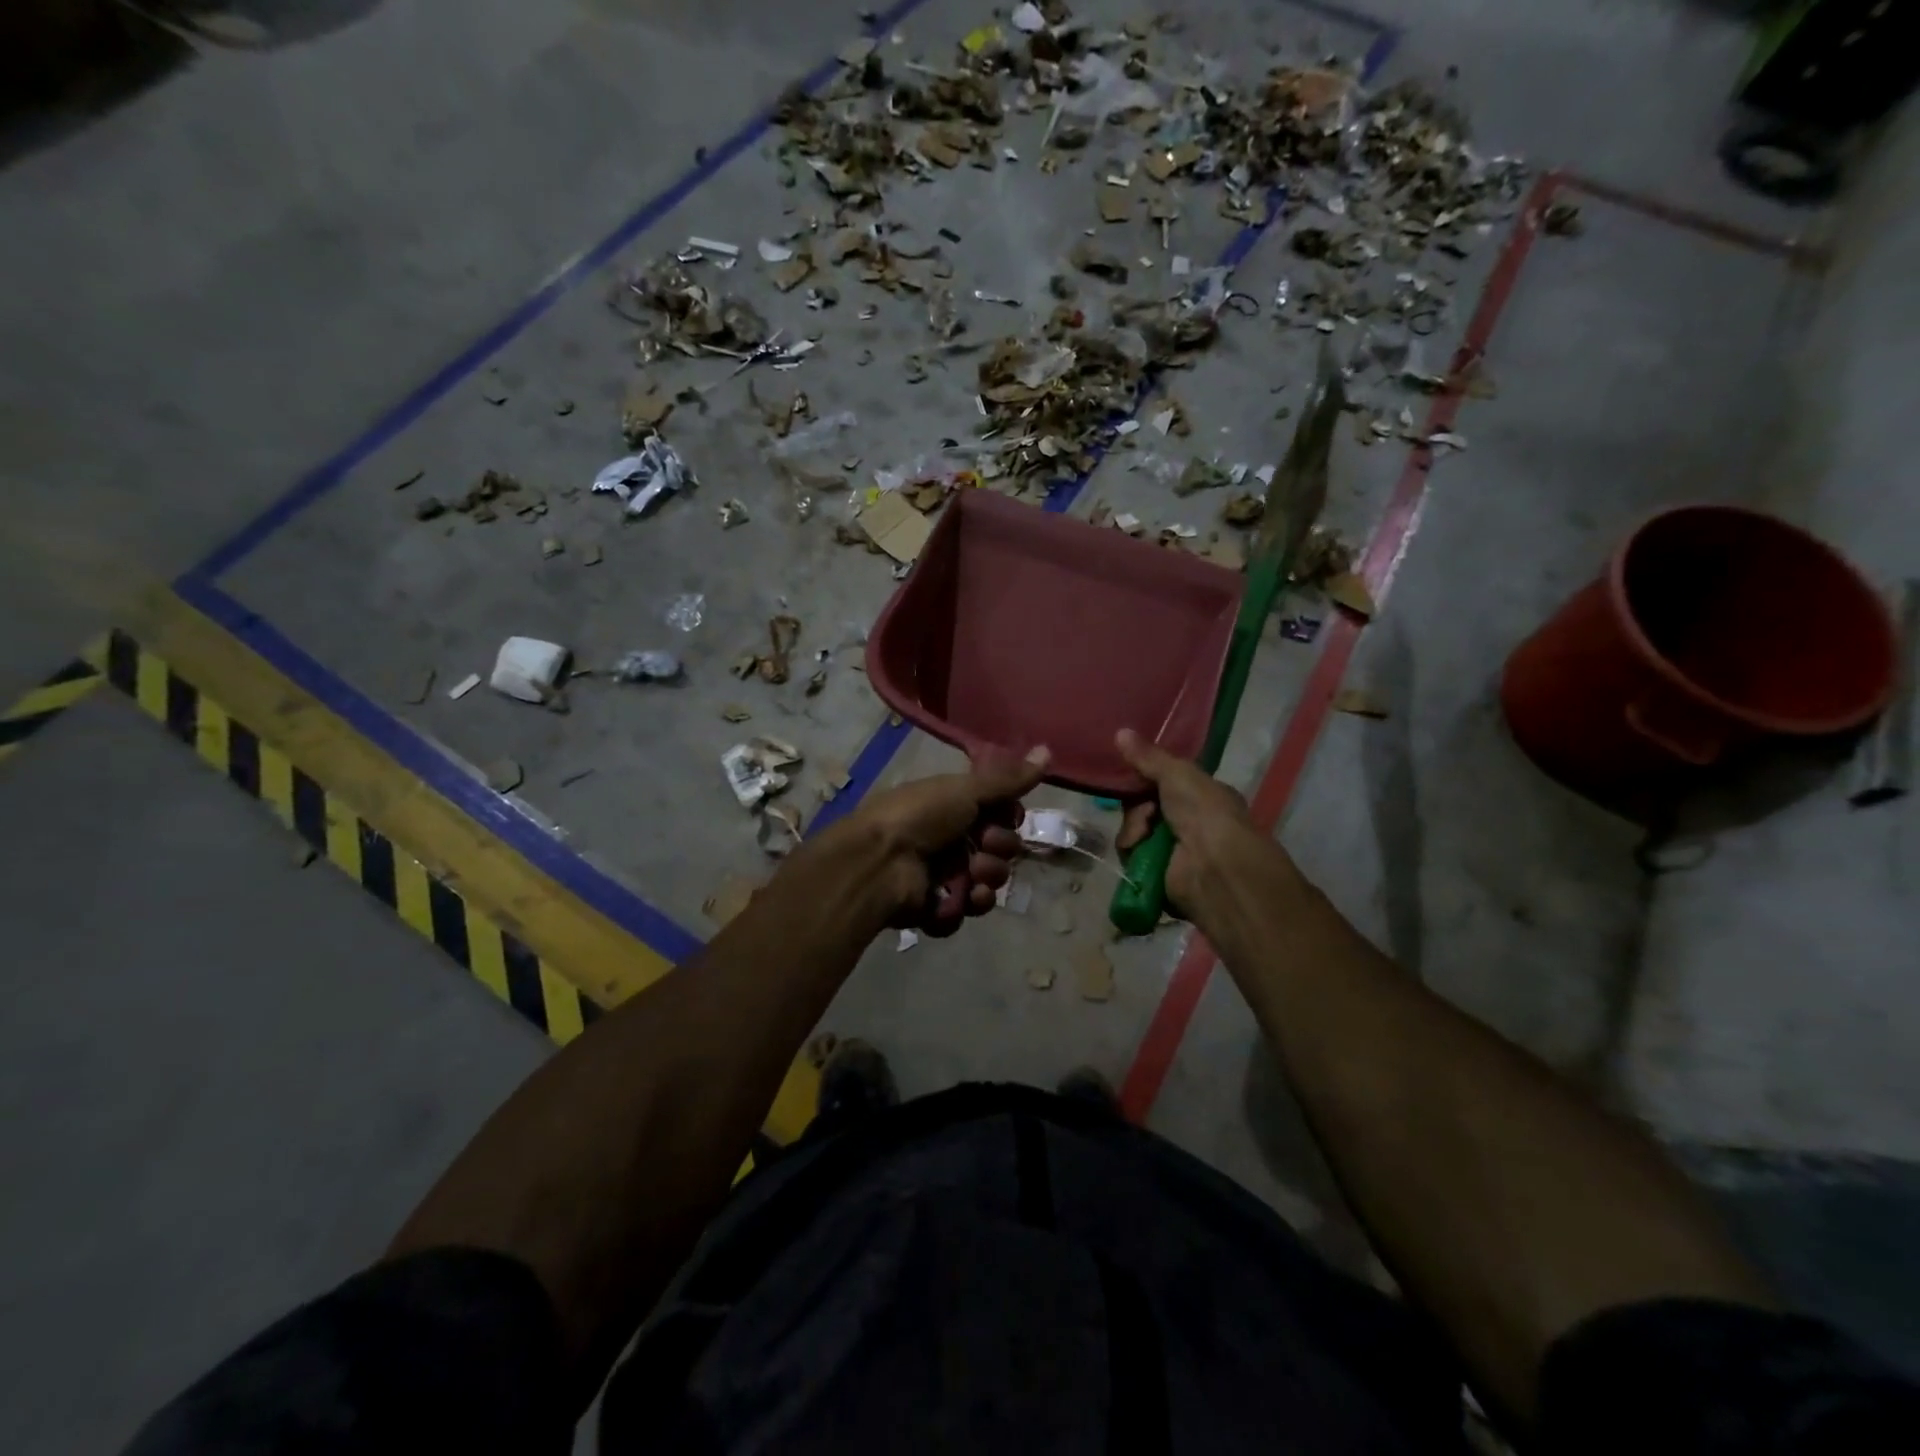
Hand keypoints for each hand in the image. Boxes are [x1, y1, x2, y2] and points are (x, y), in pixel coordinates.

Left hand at [846, 746, 1049, 934]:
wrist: (878, 861)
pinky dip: (964, 905)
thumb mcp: (965, 790)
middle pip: (999, 850)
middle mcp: (950, 839)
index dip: (1009, 819)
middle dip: (999, 849)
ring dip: (986, 878)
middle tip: (985, 845)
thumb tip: (1048, 751)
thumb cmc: (920, 815)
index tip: (1007, 816)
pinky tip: (959, 899)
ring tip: (971, 876)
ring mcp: (942, 875)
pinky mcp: (935, 908)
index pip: (999, 816)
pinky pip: (965, 910)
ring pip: (987, 883)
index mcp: (953, 808)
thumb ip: (1008, 779)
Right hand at [1114, 729, 1261, 919]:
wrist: (1213, 864)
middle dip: (1137, 806)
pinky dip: (1133, 850)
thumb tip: (1120, 731)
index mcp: (1201, 795)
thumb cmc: (1203, 811)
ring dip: (1134, 829)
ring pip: (1134, 830)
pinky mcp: (1158, 872)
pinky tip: (1141, 851)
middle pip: (1143, 806)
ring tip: (1144, 835)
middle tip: (1145, 810)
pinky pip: (1132, 854)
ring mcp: (1173, 848)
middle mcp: (1189, 821)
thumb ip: (1148, 756)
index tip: (1130, 773)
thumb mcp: (1177, 773)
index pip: (1163, 782)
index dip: (1144, 777)